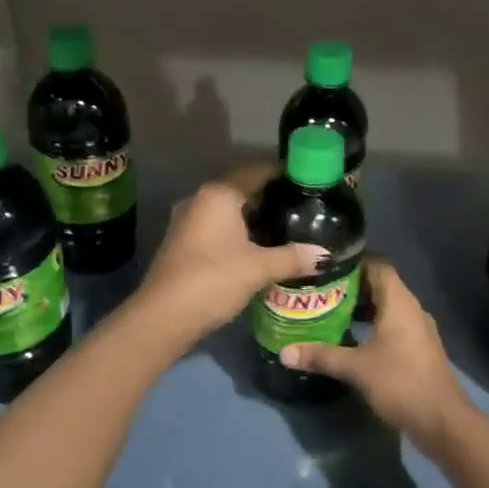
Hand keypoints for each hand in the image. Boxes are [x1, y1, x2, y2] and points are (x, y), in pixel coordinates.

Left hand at [138, 167, 326, 340]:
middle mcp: (200, 200)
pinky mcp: (182, 243)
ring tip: (284, 228)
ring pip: (228, 211)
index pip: (256, 171)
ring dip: (252, 217)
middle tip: (301, 206)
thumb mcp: (259, 268)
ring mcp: (187, 221)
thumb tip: (325, 254)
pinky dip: (237, 232)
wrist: (163, 316)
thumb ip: (292, 257)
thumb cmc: (214, 279)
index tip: (307, 181)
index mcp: (219, 194)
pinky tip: (257, 248)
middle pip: (241, 189)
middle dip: (269, 198)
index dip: (282, 174)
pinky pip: (216, 227)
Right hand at [282, 258, 470, 445]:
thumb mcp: (356, 368)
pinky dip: (373, 326)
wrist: (442, 421)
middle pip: (382, 286)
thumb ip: (321, 356)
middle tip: (321, 290)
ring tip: (330, 312)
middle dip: (352, 287)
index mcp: (400, 303)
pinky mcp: (419, 349)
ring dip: (362, 308)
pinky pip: (393, 326)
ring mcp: (418, 330)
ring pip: (387, 308)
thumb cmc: (400, 383)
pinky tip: (351, 339)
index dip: (355, 262)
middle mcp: (412, 309)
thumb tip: (284, 352)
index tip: (327, 266)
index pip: (379, 266)